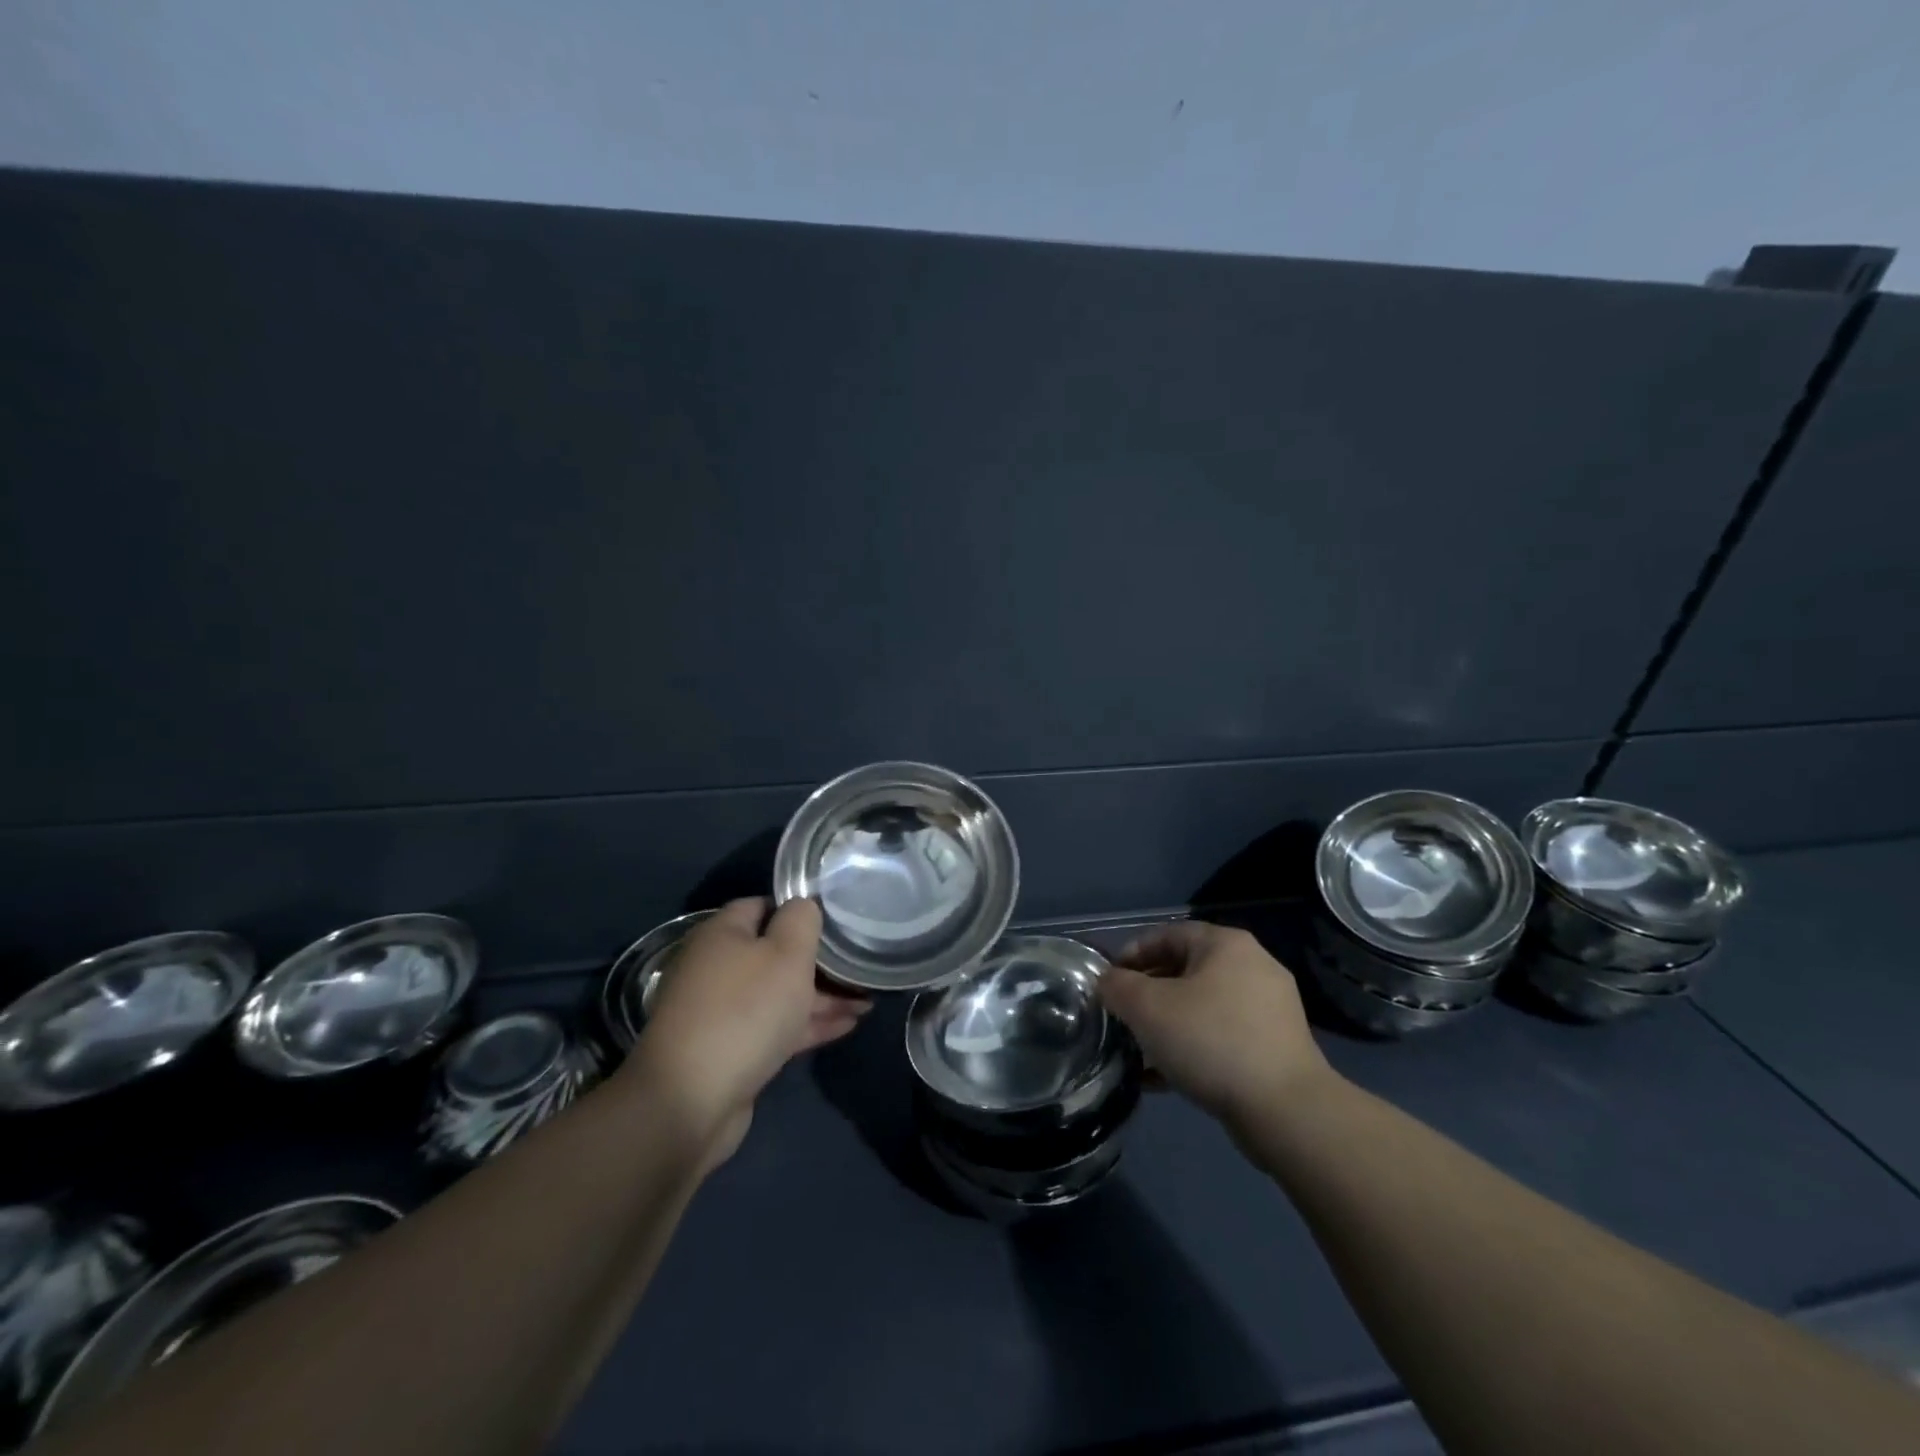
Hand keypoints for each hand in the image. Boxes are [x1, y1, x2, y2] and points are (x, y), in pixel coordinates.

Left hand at [625, 897, 868, 1164]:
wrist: (691, 1101)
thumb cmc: (745, 1011)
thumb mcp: (786, 953)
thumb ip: (801, 920)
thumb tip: (803, 905)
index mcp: (722, 934)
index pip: (763, 905)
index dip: (799, 910)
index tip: (836, 921)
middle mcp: (716, 967)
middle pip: (773, 953)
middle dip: (818, 961)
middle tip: (859, 966)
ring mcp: (721, 1011)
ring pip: (778, 993)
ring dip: (821, 997)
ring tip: (866, 1001)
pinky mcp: (730, 1050)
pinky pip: (775, 1026)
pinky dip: (807, 1024)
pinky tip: (846, 1027)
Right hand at [1099, 921, 1330, 1126]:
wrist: (1286, 1110)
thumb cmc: (1211, 1041)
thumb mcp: (1148, 1008)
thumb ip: (1117, 987)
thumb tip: (1107, 982)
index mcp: (1226, 945)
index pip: (1167, 934)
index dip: (1132, 953)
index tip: (1108, 980)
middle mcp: (1253, 967)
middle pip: (1185, 970)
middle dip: (1148, 993)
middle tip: (1121, 1015)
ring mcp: (1269, 1009)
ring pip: (1202, 1007)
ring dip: (1167, 1024)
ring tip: (1138, 1049)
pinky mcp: (1275, 1048)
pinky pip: (1221, 1037)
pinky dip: (1191, 1049)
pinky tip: (1163, 1077)